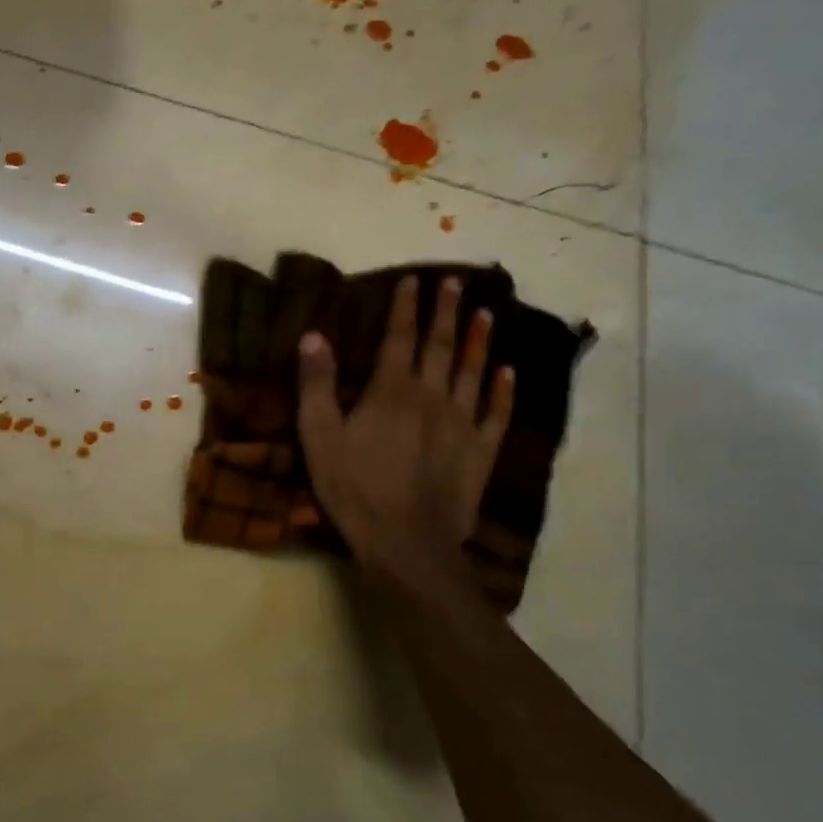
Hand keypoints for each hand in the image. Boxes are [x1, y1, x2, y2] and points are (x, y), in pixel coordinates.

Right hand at [296, 275, 513, 590]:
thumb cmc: (353, 488)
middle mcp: (432, 396)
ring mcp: (462, 423)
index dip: (405, 307)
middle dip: (446, 312)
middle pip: (441, 346)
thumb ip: (316, 385)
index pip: (400, 337)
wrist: (406, 542)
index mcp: (391, 391)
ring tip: (486, 314)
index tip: (413, 279)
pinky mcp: (480, 451)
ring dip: (479, 341)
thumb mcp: (319, 436)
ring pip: (474, 372)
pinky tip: (508, 372)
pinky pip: (496, 413)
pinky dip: (504, 390)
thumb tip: (313, 335)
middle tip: (454, 282)